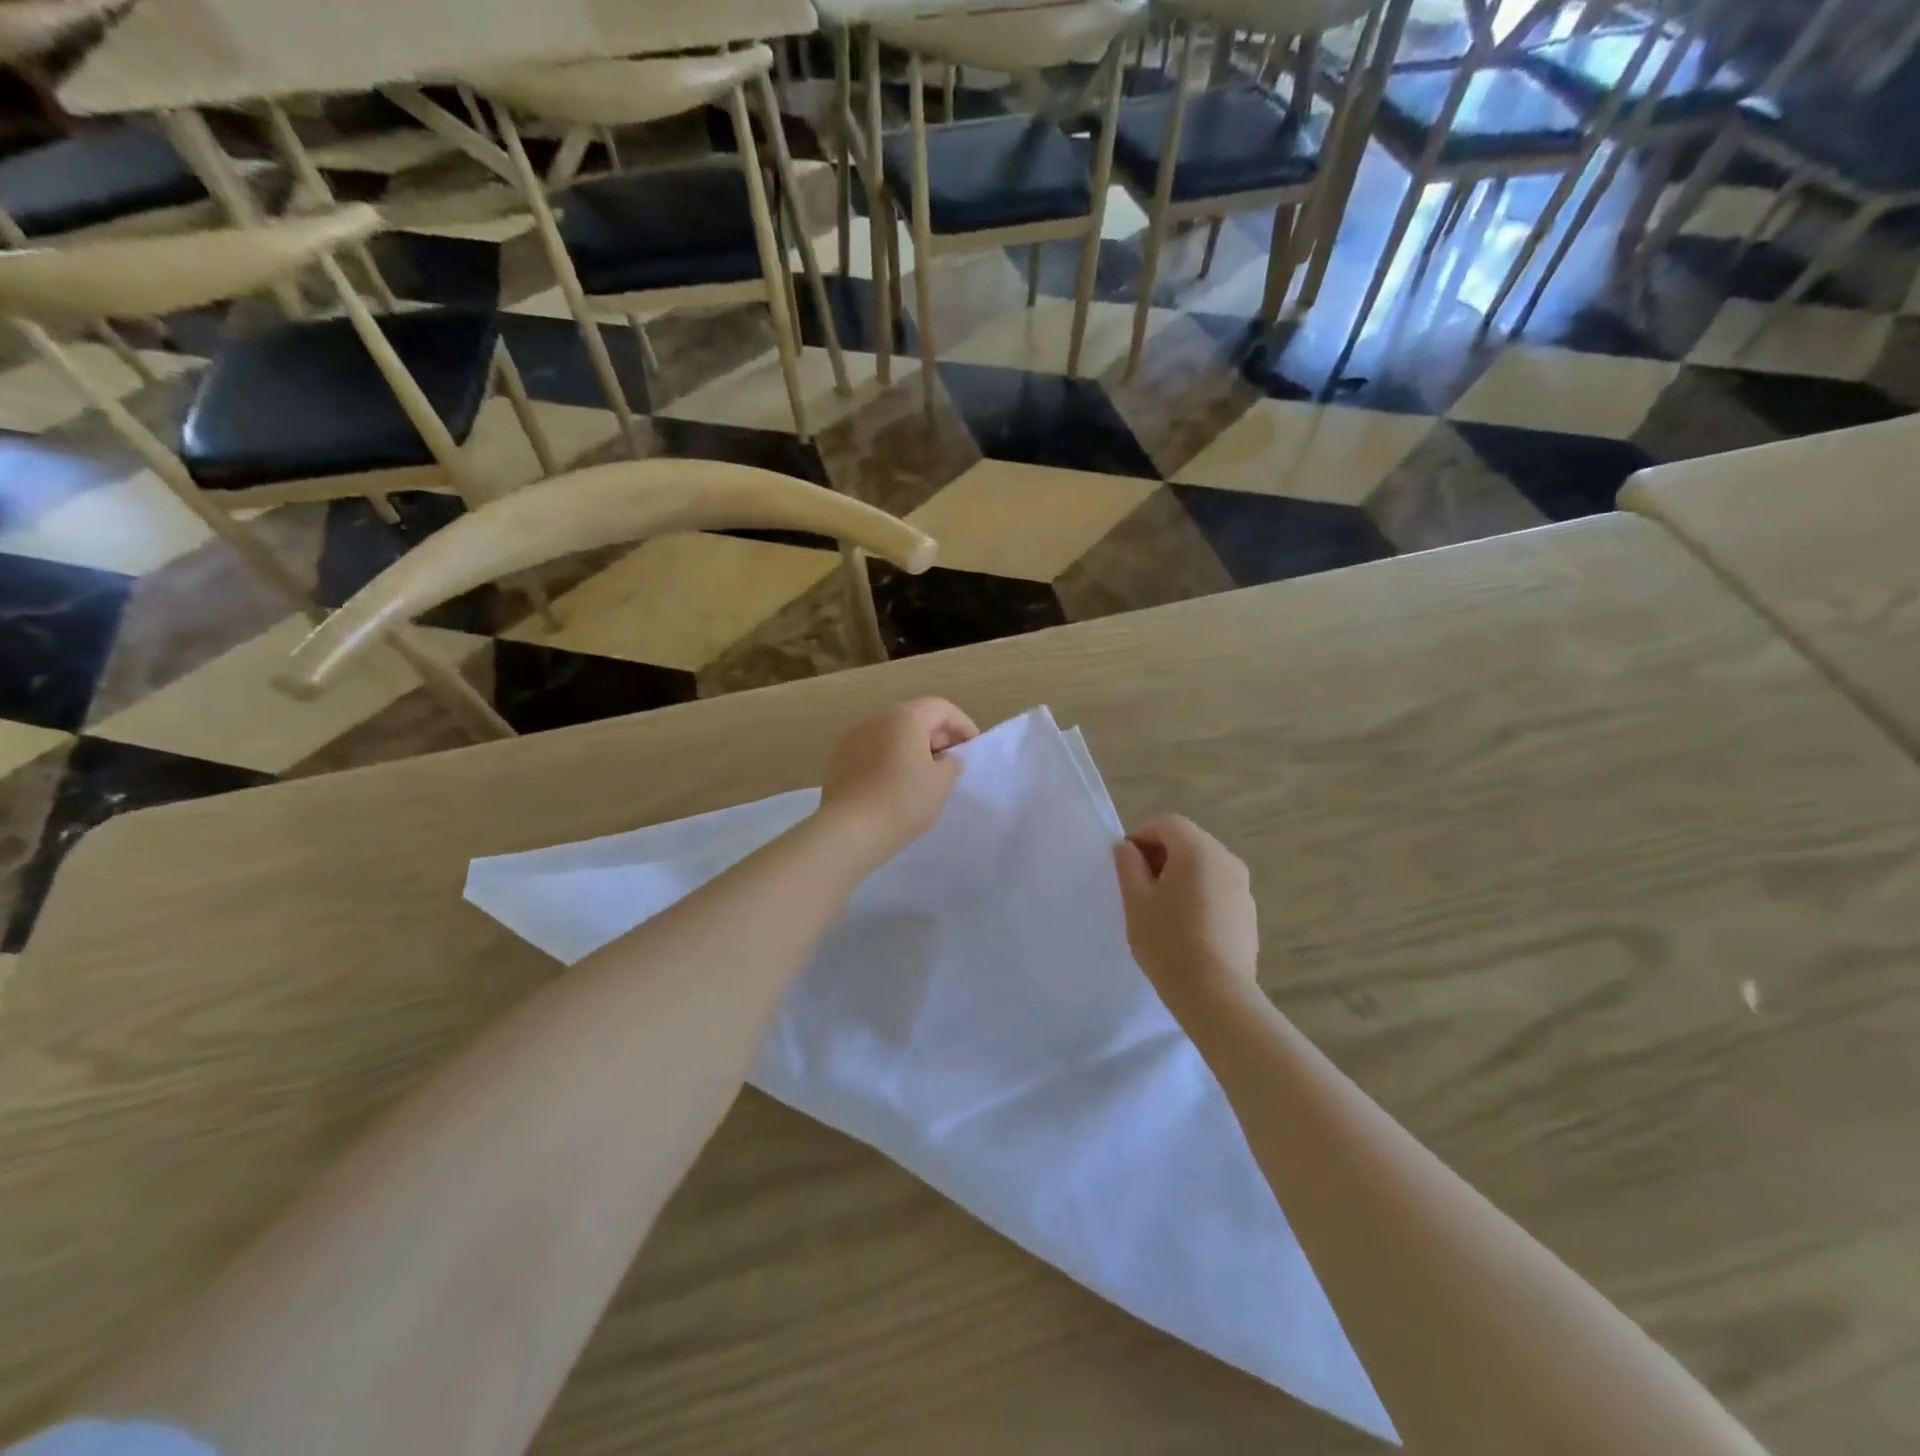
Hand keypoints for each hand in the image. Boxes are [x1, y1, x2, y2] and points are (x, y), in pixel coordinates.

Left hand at [818, 698, 978, 866]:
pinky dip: (890, 759)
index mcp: (905, 718)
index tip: (972, 748)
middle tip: (951, 763)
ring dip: (912, 748)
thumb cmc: (904, 801)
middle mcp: (877, 719)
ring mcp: (853, 737)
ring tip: (923, 775)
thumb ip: (952, 763)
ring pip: (892, 734)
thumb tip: (947, 758)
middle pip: (915, 718)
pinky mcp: (839, 758)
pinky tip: (895, 784)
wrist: (850, 830)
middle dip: (937, 736)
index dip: (962, 725)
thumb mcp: (941, 783)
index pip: (942, 709)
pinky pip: (873, 750)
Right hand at [1113, 815, 1259, 1005]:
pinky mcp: (1249, 913)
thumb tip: (1128, 849)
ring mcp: (1243, 887)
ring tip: (1161, 910)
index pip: (1167, 823)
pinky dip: (1198, 894)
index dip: (1141, 836)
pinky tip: (1185, 928)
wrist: (1216, 995)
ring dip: (1180, 875)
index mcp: (1198, 850)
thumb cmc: (1168, 942)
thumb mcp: (1136, 901)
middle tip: (1139, 887)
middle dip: (1160, 855)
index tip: (1125, 864)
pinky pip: (1217, 888)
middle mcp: (1227, 860)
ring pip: (1204, 866)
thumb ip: (1128, 866)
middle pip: (1188, 841)